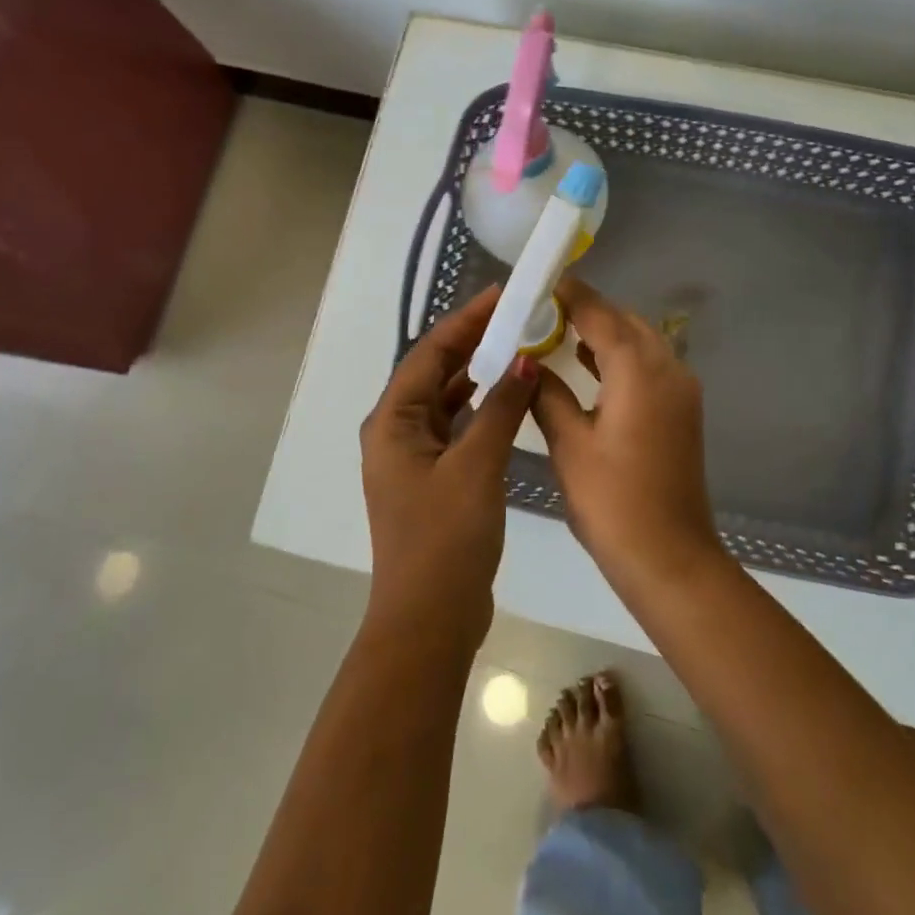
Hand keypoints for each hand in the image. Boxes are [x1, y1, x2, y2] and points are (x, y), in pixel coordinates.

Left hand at [359, 287, 537, 648]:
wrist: (430, 620)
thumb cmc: (445, 538)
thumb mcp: (476, 466)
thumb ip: (500, 408)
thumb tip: (523, 359)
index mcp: (392, 421)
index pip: (429, 352)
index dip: (465, 320)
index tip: (502, 294)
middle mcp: (395, 431)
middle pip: (435, 372)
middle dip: (473, 343)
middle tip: (517, 316)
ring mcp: (413, 457)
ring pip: (447, 399)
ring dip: (478, 374)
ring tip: (517, 347)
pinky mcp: (433, 478)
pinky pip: (456, 426)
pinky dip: (480, 407)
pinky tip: (508, 397)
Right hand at [530, 277, 725, 593]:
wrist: (669, 558)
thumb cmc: (612, 501)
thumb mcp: (569, 444)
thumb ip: (547, 393)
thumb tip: (528, 361)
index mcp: (639, 371)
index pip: (601, 314)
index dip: (570, 294)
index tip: (540, 282)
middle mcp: (668, 369)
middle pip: (625, 321)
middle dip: (588, 311)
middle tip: (544, 311)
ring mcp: (681, 390)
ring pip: (640, 342)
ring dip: (605, 333)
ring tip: (560, 333)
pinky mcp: (682, 411)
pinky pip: (649, 366)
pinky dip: (620, 357)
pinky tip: (590, 367)